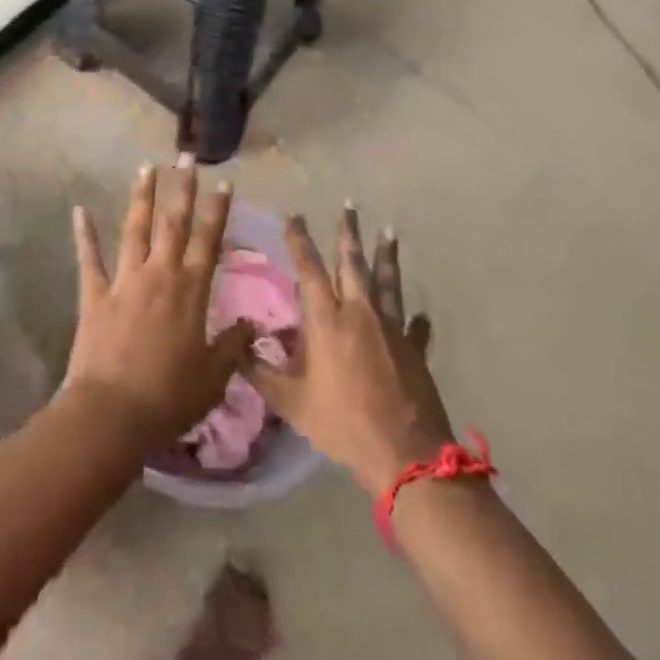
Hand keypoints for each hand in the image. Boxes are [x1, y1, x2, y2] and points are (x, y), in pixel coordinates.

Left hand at [63, 162, 256, 445]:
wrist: (113, 413)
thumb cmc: (170, 397)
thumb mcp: (214, 377)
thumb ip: (233, 345)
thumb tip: (252, 324)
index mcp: (190, 290)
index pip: (208, 240)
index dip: (217, 210)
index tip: (223, 181)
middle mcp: (159, 274)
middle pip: (173, 223)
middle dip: (181, 188)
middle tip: (185, 157)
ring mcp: (124, 280)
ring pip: (135, 229)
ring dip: (141, 197)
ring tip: (146, 168)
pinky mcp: (94, 294)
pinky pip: (89, 258)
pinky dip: (84, 234)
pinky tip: (79, 210)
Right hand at [248, 207, 457, 494]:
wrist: (404, 454)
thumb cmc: (342, 423)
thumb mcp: (291, 402)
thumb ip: (261, 371)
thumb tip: (238, 345)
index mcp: (327, 320)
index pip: (310, 269)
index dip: (300, 241)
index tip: (295, 216)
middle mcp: (360, 313)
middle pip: (353, 263)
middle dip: (348, 233)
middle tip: (349, 205)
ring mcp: (392, 329)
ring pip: (388, 282)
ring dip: (387, 256)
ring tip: (389, 232)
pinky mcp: (415, 350)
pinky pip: (416, 328)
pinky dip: (417, 320)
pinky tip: (421, 314)